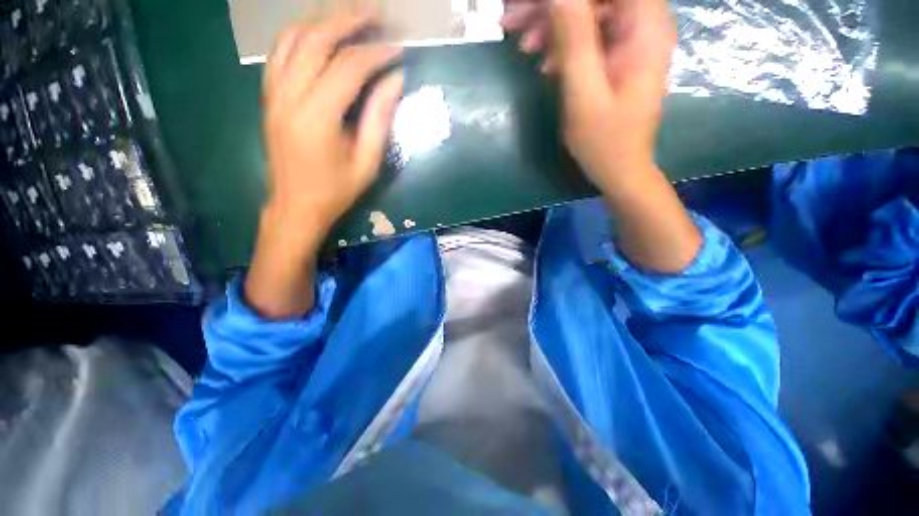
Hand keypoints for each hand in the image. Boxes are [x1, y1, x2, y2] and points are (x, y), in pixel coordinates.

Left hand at [262, 14, 402, 240]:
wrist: (295, 206)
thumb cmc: (335, 191)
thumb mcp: (367, 163)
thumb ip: (379, 119)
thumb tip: (395, 81)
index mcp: (317, 117)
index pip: (348, 68)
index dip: (376, 53)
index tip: (399, 48)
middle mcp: (289, 96)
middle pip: (315, 40)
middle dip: (348, 20)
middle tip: (375, 12)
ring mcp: (273, 93)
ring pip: (292, 38)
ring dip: (322, 20)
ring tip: (349, 15)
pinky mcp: (269, 97)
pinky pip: (279, 52)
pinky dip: (299, 34)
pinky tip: (318, 32)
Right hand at [501, 0, 675, 188]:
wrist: (620, 169)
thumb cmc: (604, 140)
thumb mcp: (583, 93)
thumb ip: (573, 39)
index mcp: (645, 27)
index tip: (531, 5)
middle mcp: (644, 24)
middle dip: (552, 7)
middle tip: (512, 21)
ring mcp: (631, 39)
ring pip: (588, 12)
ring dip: (553, 25)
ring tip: (523, 47)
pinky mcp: (618, 55)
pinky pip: (589, 35)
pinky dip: (563, 45)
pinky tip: (544, 65)